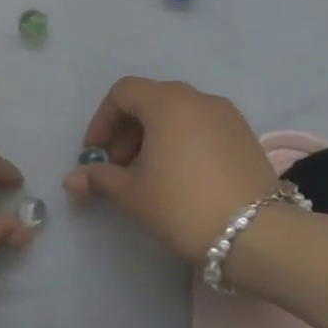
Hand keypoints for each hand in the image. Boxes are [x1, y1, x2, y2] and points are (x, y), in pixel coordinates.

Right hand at [63, 77, 284, 260]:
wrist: (256, 234)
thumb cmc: (182, 205)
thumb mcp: (132, 193)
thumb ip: (100, 178)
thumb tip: (72, 180)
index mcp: (168, 103)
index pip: (124, 92)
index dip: (102, 120)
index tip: (94, 153)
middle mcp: (199, 99)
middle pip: (151, 100)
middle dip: (126, 131)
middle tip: (117, 167)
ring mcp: (228, 116)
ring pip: (178, 114)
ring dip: (153, 137)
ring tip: (146, 175)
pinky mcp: (245, 136)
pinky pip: (201, 127)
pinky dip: (180, 142)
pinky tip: (178, 177)